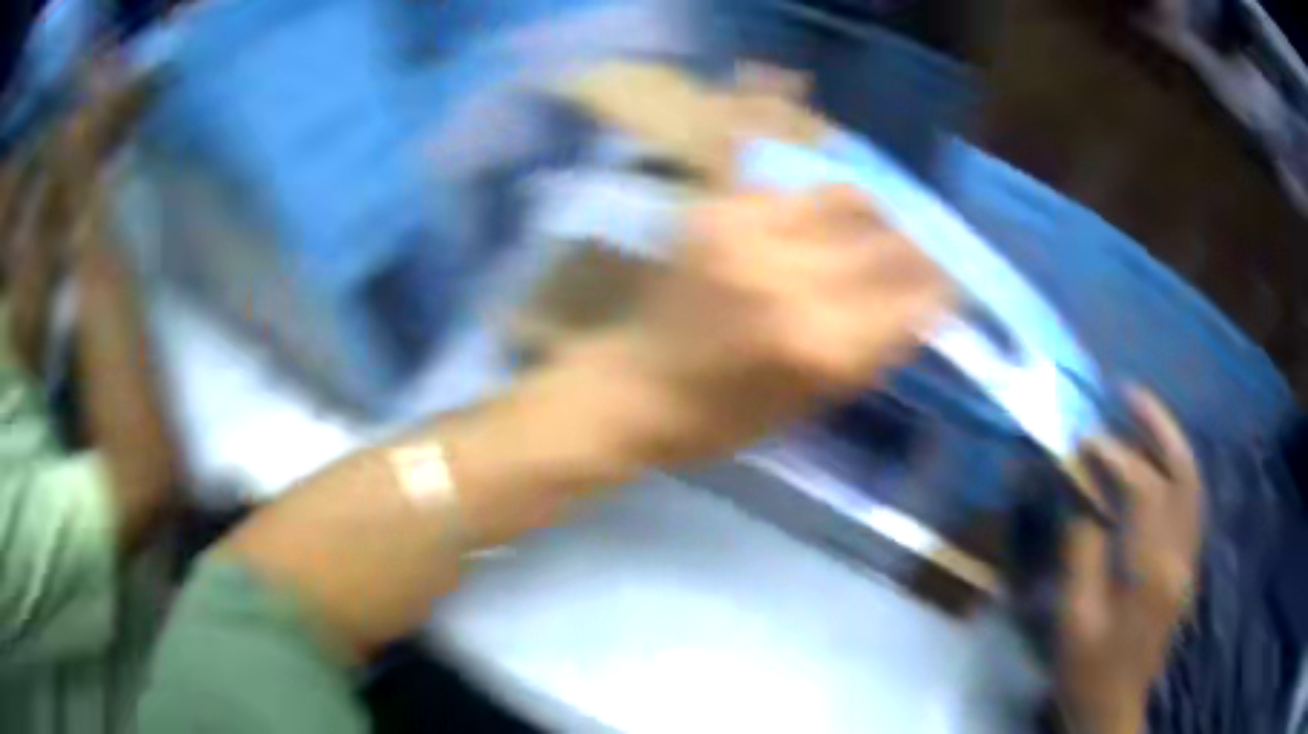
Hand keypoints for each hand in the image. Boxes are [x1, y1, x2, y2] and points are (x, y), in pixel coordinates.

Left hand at [602, 185, 952, 464]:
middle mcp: (791, 280)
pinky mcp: (716, 211)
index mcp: (819, 346)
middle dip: (917, 247)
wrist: (634, 387)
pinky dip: (815, 206)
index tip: (948, 284)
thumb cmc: (723, 419)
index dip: (939, 288)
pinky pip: (790, 191)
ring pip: (845, 196)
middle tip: (922, 251)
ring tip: (875, 226)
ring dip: (873, 213)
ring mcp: (750, 235)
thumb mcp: (811, 404)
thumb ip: (871, 349)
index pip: (912, 299)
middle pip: (888, 240)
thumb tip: (919, 305)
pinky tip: (818, 222)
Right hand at [1058, 388, 1203, 733]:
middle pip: (1183, 473)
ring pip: (1192, 484)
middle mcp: (1182, 555)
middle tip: (1130, 393)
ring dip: (1171, 443)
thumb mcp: (1075, 620)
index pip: (1145, 491)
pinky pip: (1190, 504)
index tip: (1086, 442)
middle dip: (1159, 427)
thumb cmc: (1088, 672)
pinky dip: (1176, 472)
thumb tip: (1086, 505)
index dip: (1117, 459)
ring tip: (1145, 414)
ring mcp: (1189, 560)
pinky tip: (1158, 463)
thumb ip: (1083, 555)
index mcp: (1153, 571)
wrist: (1114, 708)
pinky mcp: (1187, 567)